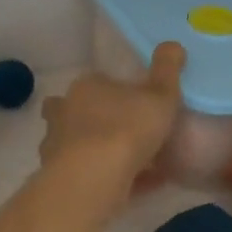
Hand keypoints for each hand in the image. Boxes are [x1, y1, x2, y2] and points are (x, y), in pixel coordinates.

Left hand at [39, 43, 186, 190]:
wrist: (93, 179)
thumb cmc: (127, 128)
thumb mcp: (160, 94)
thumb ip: (167, 70)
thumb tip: (173, 44)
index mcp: (87, 87)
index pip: (98, 82)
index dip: (116, 91)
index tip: (136, 103)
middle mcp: (65, 112)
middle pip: (78, 111)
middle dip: (97, 119)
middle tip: (127, 132)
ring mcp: (58, 146)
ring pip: (79, 145)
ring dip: (100, 151)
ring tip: (133, 164)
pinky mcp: (61, 178)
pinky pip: (90, 175)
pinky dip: (111, 179)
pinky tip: (139, 187)